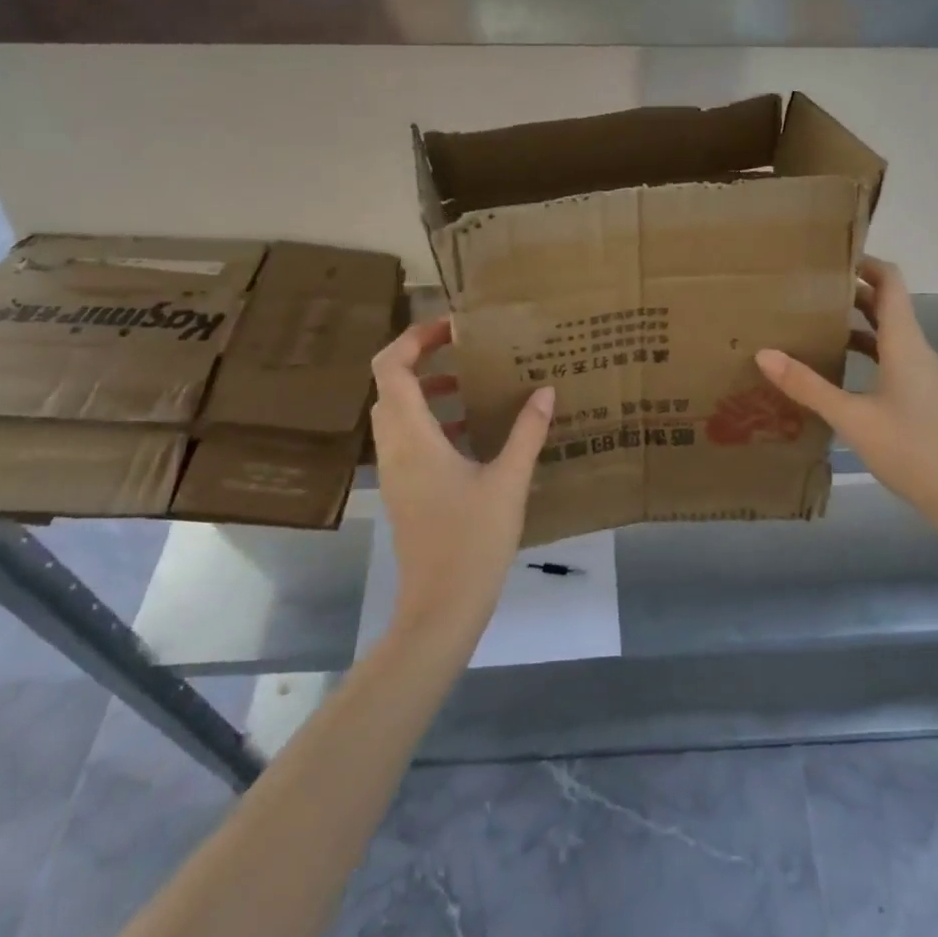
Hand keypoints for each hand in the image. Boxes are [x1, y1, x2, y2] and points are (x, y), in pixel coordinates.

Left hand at [370, 316, 554, 638]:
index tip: (453, 327)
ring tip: (475, 383)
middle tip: (467, 349)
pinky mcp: (405, 490)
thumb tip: (546, 390)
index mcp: (413, 437)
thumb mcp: (508, 481)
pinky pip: (409, 438)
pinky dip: (433, 420)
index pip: (391, 368)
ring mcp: (396, 471)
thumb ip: (527, 432)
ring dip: (429, 390)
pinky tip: (473, 431)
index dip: (414, 337)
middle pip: (391, 385)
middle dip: (424, 359)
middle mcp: (394, 448)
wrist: (440, 609)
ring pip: (399, 413)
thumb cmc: (472, 541)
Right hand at [756, 256, 937, 517]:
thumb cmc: (911, 448)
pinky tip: (835, 365)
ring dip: (855, 320)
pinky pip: (888, 356)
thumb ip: (808, 385)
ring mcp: (918, 372)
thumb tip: (764, 353)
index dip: (864, 262)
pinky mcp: (917, 393)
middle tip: (807, 287)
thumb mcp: (852, 417)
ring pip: (886, 331)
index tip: (829, 256)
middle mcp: (915, 348)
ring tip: (813, 320)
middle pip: (886, 303)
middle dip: (850, 290)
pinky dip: (863, 349)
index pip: (890, 281)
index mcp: (905, 341)